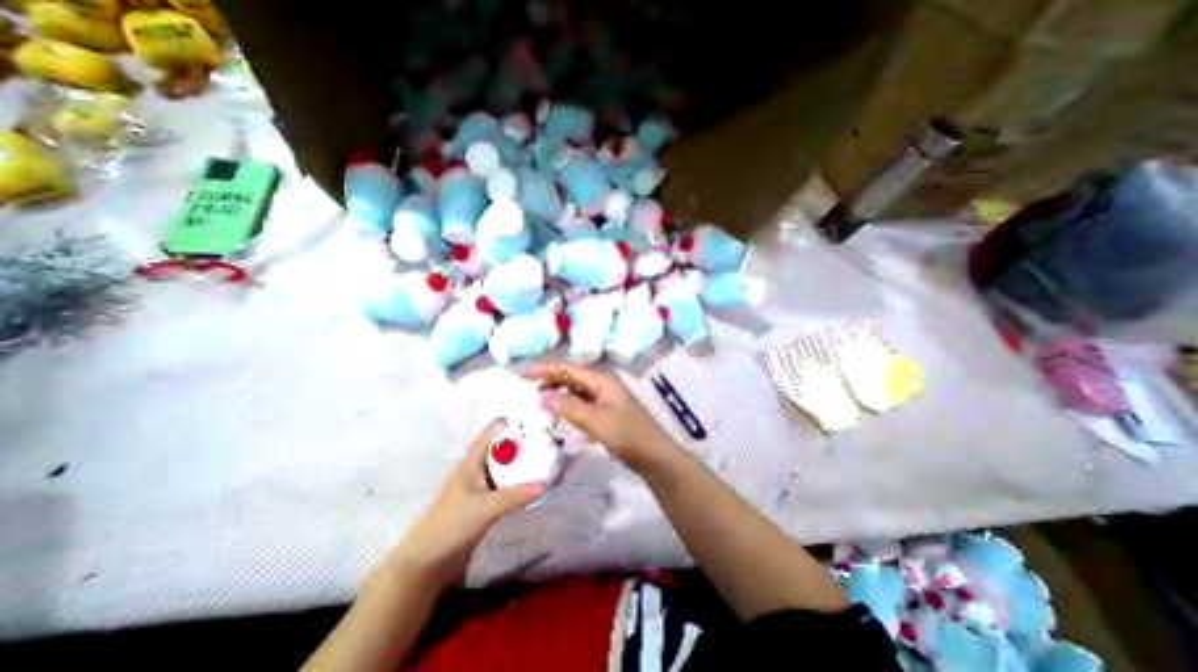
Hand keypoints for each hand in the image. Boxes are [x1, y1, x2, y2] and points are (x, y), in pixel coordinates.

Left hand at [389, 421, 544, 587]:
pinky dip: (522, 479)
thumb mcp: (485, 508)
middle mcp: (479, 465)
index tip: (540, 424)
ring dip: (527, 461)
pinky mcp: (487, 498)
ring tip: (550, 460)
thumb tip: (545, 484)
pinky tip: (538, 483)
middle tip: (552, 443)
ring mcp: (483, 482)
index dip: (516, 422)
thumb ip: (515, 496)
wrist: (427, 561)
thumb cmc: (450, 525)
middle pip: (506, 444)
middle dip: (527, 441)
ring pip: (508, 463)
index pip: (496, 428)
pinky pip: (508, 481)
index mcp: (474, 458)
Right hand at [524, 365, 678, 468]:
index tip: (524, 373)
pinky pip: (583, 404)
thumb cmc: (627, 435)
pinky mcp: (608, 413)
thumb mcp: (596, 421)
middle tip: (529, 389)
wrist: (654, 457)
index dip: (547, 369)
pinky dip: (570, 407)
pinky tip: (560, 416)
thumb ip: (569, 407)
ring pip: (578, 391)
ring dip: (560, 394)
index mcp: (603, 381)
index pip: (570, 369)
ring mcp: (607, 399)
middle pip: (573, 377)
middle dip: (552, 380)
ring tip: (540, 401)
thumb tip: (542, 396)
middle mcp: (604, 385)